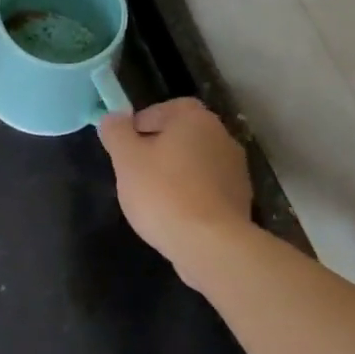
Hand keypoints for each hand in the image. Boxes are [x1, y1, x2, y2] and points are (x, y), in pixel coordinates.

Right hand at [97, 99, 252, 265]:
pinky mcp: (240, 199)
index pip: (163, 109)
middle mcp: (222, 136)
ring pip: (194, 163)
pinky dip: (190, 195)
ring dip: (174, 173)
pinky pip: (207, 188)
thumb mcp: (125, 158)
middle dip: (156, 150)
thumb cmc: (163, 192)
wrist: (211, 244)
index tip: (125, 148)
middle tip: (134, 173)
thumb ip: (116, 132)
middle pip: (180, 136)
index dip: (139, 125)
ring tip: (153, 199)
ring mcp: (236, 169)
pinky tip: (175, 215)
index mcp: (195, 118)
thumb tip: (114, 118)